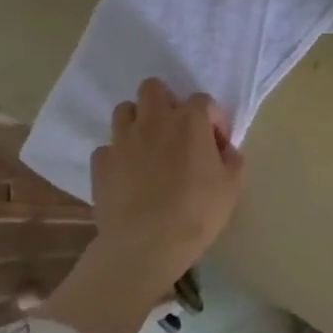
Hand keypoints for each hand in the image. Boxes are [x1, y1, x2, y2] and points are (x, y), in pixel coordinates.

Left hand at [91, 78, 243, 284]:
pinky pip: (107, 148)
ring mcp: (122, 140)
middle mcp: (154, 121)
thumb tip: (224, 150)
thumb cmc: (197, 213)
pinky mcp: (100, 163)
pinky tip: (127, 175)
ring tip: (147, 148)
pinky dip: (117, 156)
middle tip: (175, 131)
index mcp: (190, 122)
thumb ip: (232, 159)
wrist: (146, 244)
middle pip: (153, 88)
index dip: (212, 119)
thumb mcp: (232, 187)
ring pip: (124, 110)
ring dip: (137, 122)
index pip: (203, 100)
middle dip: (165, 102)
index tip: (216, 143)